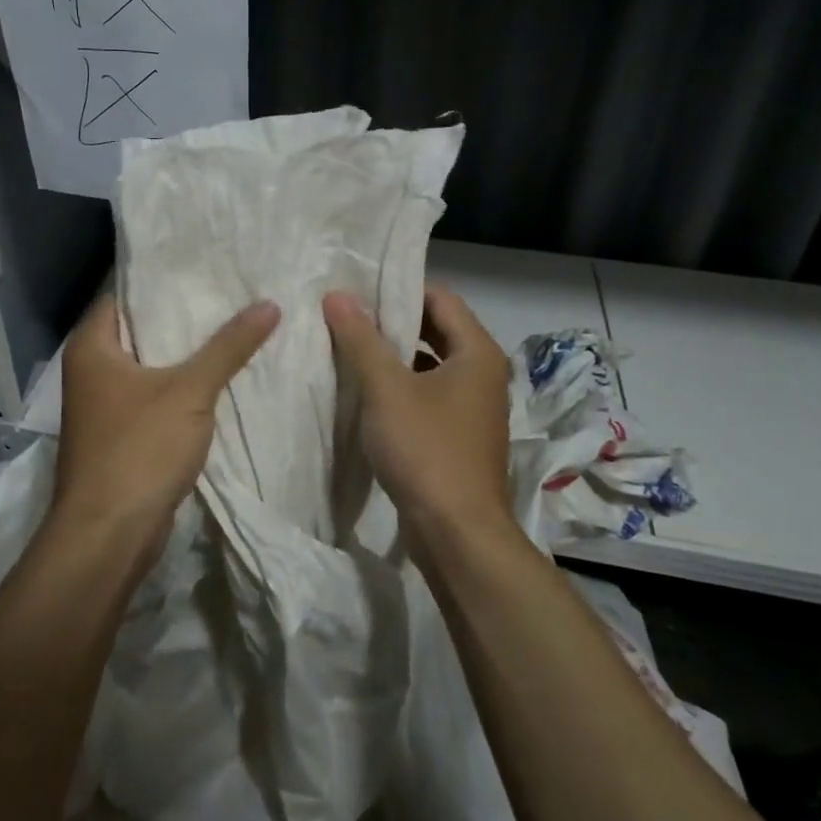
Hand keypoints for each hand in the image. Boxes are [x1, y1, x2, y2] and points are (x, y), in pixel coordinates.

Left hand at [51, 294, 279, 561]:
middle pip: (140, 328)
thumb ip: (228, 346)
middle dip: (182, 314)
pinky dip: (181, 384)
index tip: (203, 263)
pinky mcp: (121, 433)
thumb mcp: (190, 392)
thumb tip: (270, 304)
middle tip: (228, 291)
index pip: (124, 293)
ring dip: (185, 351)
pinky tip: (219, 374)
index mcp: (92, 346)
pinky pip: (154, 394)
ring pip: (150, 364)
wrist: (109, 536)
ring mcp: (104, 404)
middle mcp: (91, 369)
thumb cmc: (138, 449)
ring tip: (233, 323)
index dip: (162, 277)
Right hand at [323, 286, 512, 541]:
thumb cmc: (426, 449)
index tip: (360, 287)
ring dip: (394, 355)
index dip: (400, 288)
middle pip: (437, 329)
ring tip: (350, 345)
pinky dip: (401, 386)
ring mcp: (473, 407)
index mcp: (477, 352)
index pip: (440, 298)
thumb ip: (361, 339)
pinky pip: (428, 394)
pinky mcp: (458, 435)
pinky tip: (366, 391)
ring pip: (430, 364)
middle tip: (348, 312)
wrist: (457, 534)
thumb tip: (337, 295)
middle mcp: (482, 374)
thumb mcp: (386, 389)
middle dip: (393, 321)